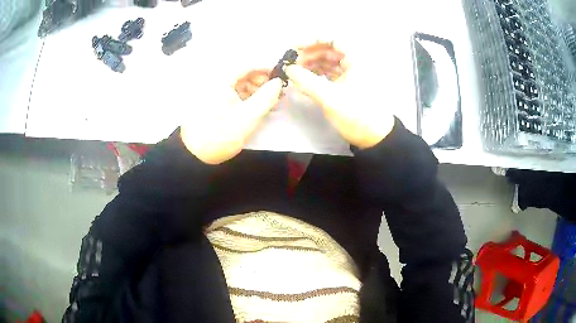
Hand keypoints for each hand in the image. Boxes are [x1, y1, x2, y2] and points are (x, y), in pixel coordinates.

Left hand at [180, 75, 282, 164]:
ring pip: (239, 85)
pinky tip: (255, 107)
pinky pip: (233, 94)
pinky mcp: (213, 103)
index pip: (248, 65)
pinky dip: (246, 98)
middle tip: (276, 92)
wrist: (195, 155)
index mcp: (222, 80)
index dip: (266, 68)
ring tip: (268, 102)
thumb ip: (266, 97)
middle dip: (261, 81)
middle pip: (243, 74)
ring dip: (255, 90)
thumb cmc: (221, 134)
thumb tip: (279, 82)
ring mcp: (214, 93)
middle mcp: (217, 82)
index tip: (281, 76)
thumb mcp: (248, 117)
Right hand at [286, 43, 394, 148]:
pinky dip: (317, 76)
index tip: (295, 48)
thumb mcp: (330, 97)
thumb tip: (288, 69)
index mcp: (356, 60)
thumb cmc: (357, 114)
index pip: (334, 40)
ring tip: (294, 73)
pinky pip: (330, 75)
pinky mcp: (347, 86)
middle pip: (329, 51)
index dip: (313, 40)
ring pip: (328, 63)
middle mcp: (354, 63)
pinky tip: (304, 82)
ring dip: (311, 65)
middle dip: (309, 55)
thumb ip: (307, 81)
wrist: (375, 138)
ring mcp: (351, 75)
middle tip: (292, 63)